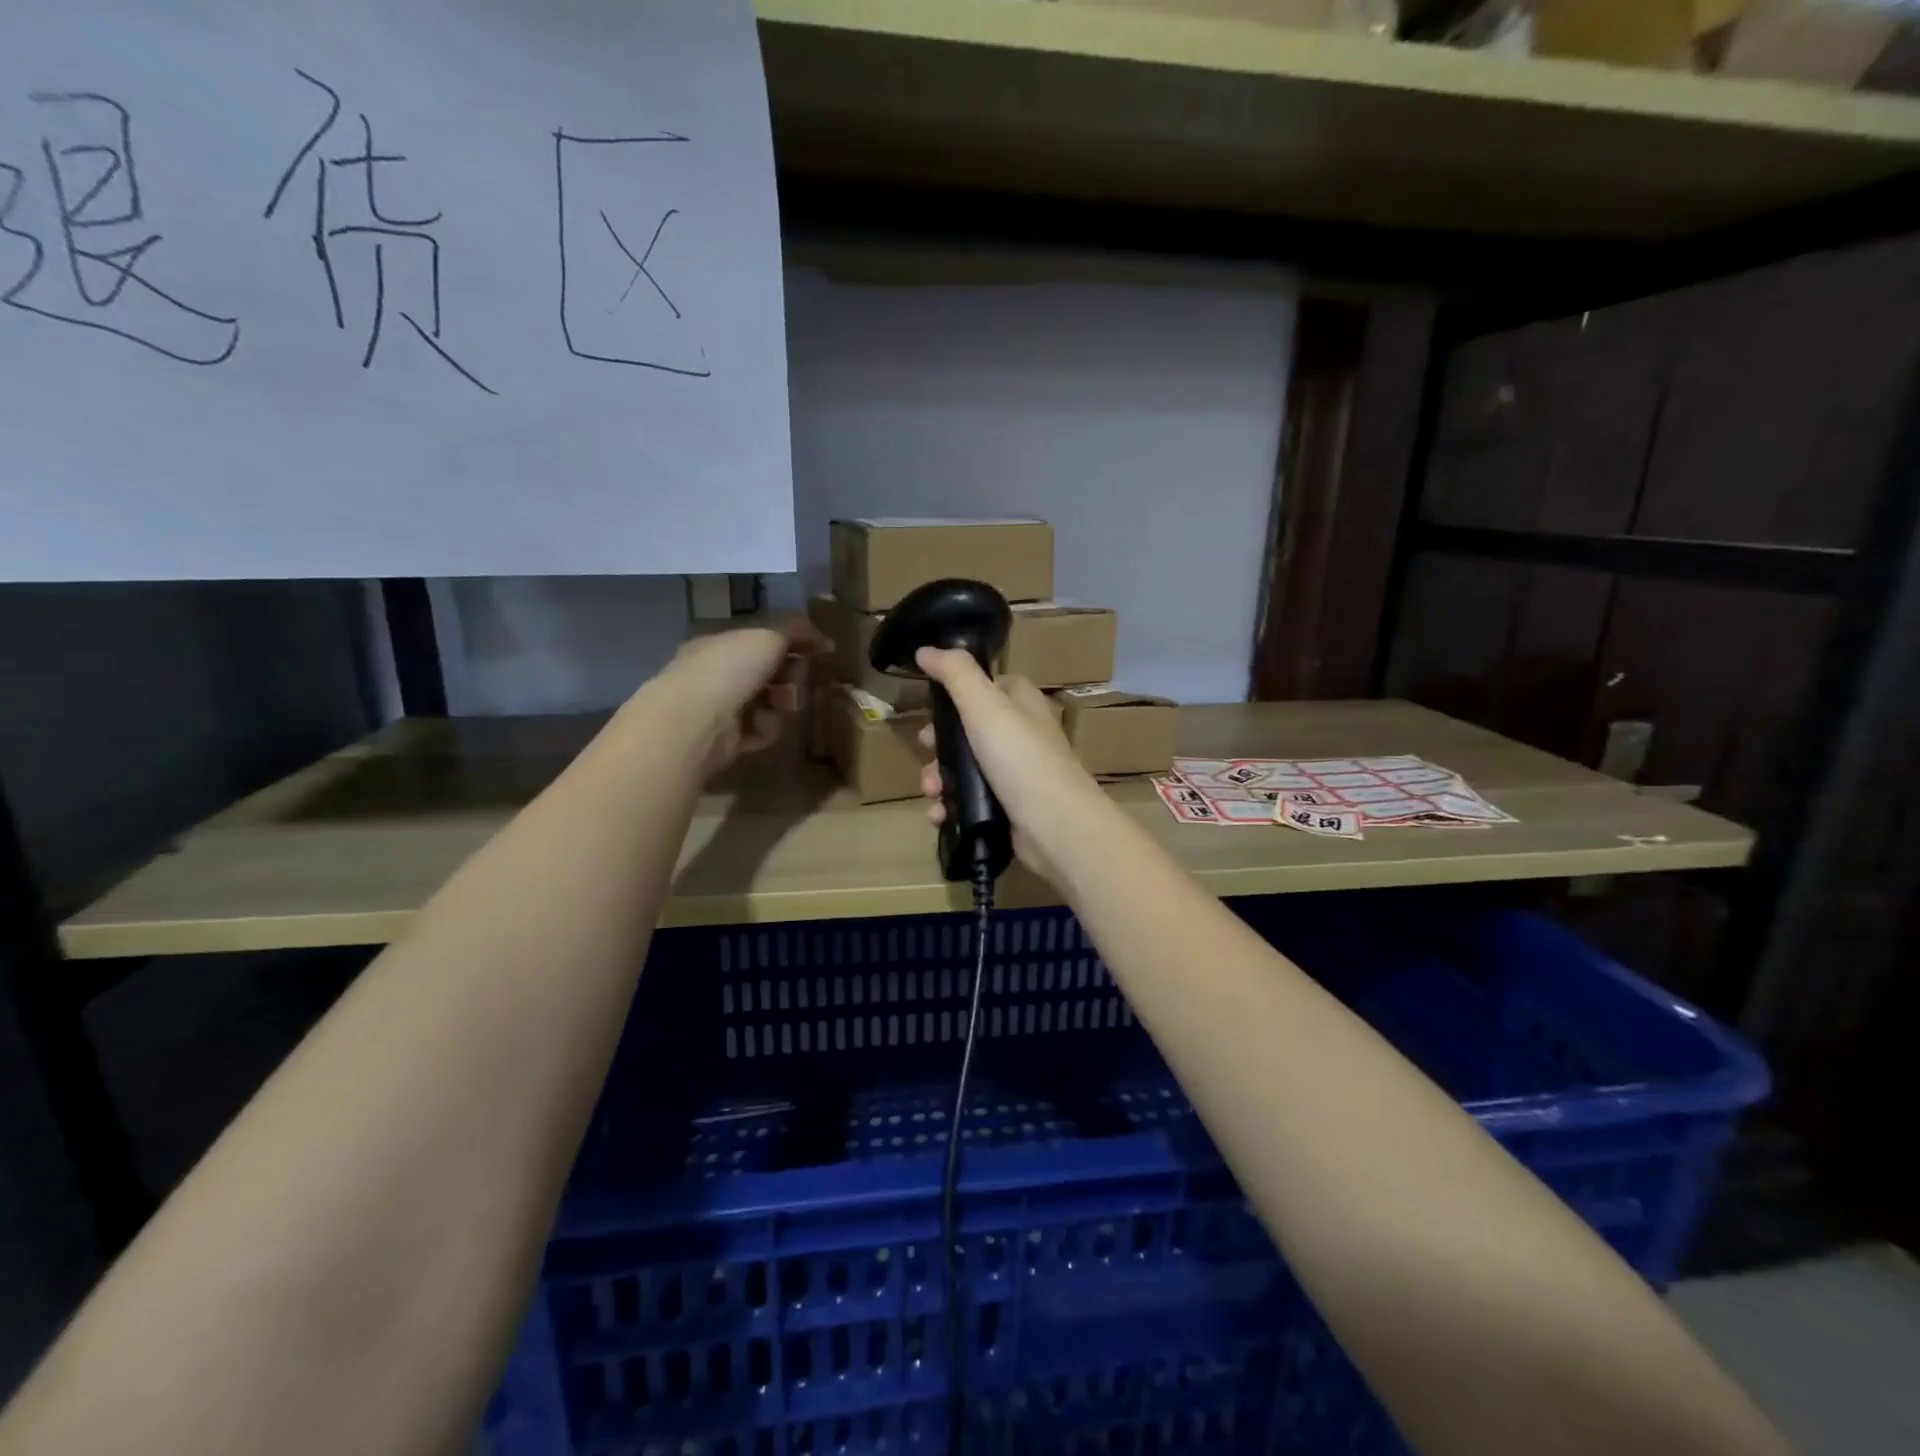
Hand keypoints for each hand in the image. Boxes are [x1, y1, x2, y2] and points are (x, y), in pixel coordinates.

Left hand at [643, 617, 829, 777]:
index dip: (792, 645)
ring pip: (770, 704)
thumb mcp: (769, 635)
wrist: (697, 719)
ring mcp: (722, 708)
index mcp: (721, 644)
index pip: (763, 642)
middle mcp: (718, 674)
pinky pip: (762, 730)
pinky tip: (759, 727)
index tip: (815, 652)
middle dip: (790, 678)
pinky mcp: (728, 740)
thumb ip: (798, 631)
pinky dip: (766, 728)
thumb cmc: (730, 667)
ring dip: (781, 705)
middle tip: (793, 682)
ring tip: (779, 707)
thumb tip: (826, 641)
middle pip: (771, 674)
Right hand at [914, 647, 1106, 885]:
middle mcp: (1021, 734)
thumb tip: (926, 650)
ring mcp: (1016, 773)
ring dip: (939, 778)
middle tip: (925, 751)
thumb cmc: (1020, 758)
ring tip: (931, 792)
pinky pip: (970, 800)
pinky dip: (950, 806)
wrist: (1055, 826)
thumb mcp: (985, 705)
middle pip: (968, 730)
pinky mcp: (1009, 808)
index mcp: (1021, 702)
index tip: (932, 707)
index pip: (987, 686)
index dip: (956, 693)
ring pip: (965, 768)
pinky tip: (939, 814)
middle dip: (938, 744)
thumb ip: (955, 673)